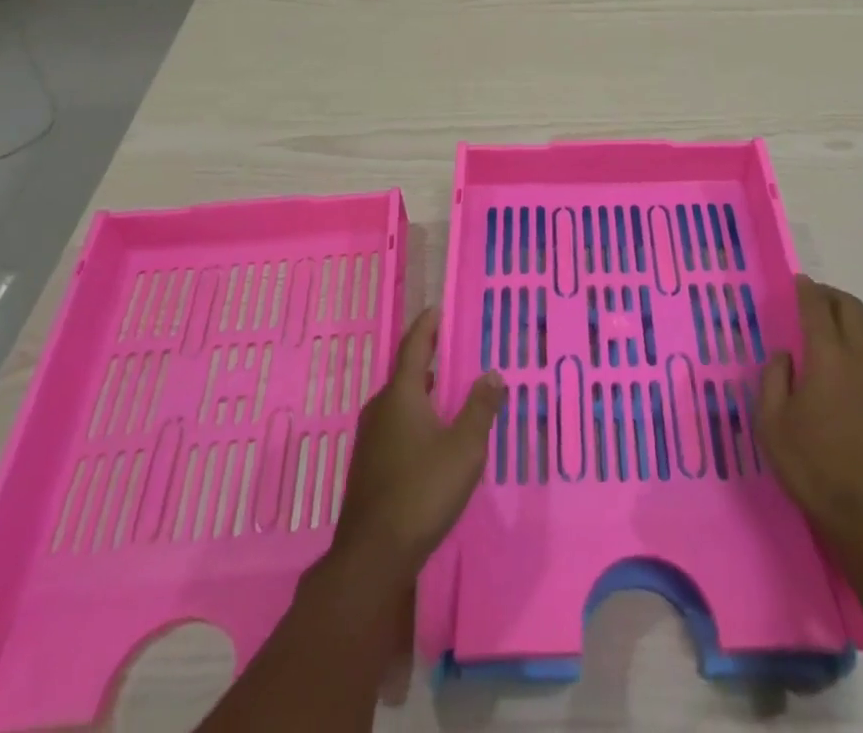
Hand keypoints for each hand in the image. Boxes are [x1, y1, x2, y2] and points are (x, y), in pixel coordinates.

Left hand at [331, 306, 504, 579]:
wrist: (374, 555)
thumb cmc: (423, 491)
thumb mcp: (464, 448)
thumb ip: (480, 408)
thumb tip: (493, 374)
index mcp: (401, 395)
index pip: (414, 347)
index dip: (426, 326)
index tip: (436, 308)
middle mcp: (380, 409)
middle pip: (404, 374)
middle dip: (425, 359)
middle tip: (448, 348)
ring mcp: (370, 439)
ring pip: (398, 402)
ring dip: (420, 391)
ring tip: (444, 388)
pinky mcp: (369, 466)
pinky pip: (394, 425)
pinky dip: (413, 416)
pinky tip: (429, 434)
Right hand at [758, 275, 862, 551]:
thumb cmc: (814, 468)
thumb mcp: (773, 424)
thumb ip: (774, 380)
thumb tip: (784, 356)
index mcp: (829, 359)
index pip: (818, 308)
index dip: (806, 290)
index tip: (796, 280)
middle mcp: (859, 362)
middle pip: (851, 309)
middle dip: (830, 295)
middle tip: (808, 298)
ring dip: (842, 321)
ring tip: (815, 335)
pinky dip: (849, 347)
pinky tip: (829, 373)